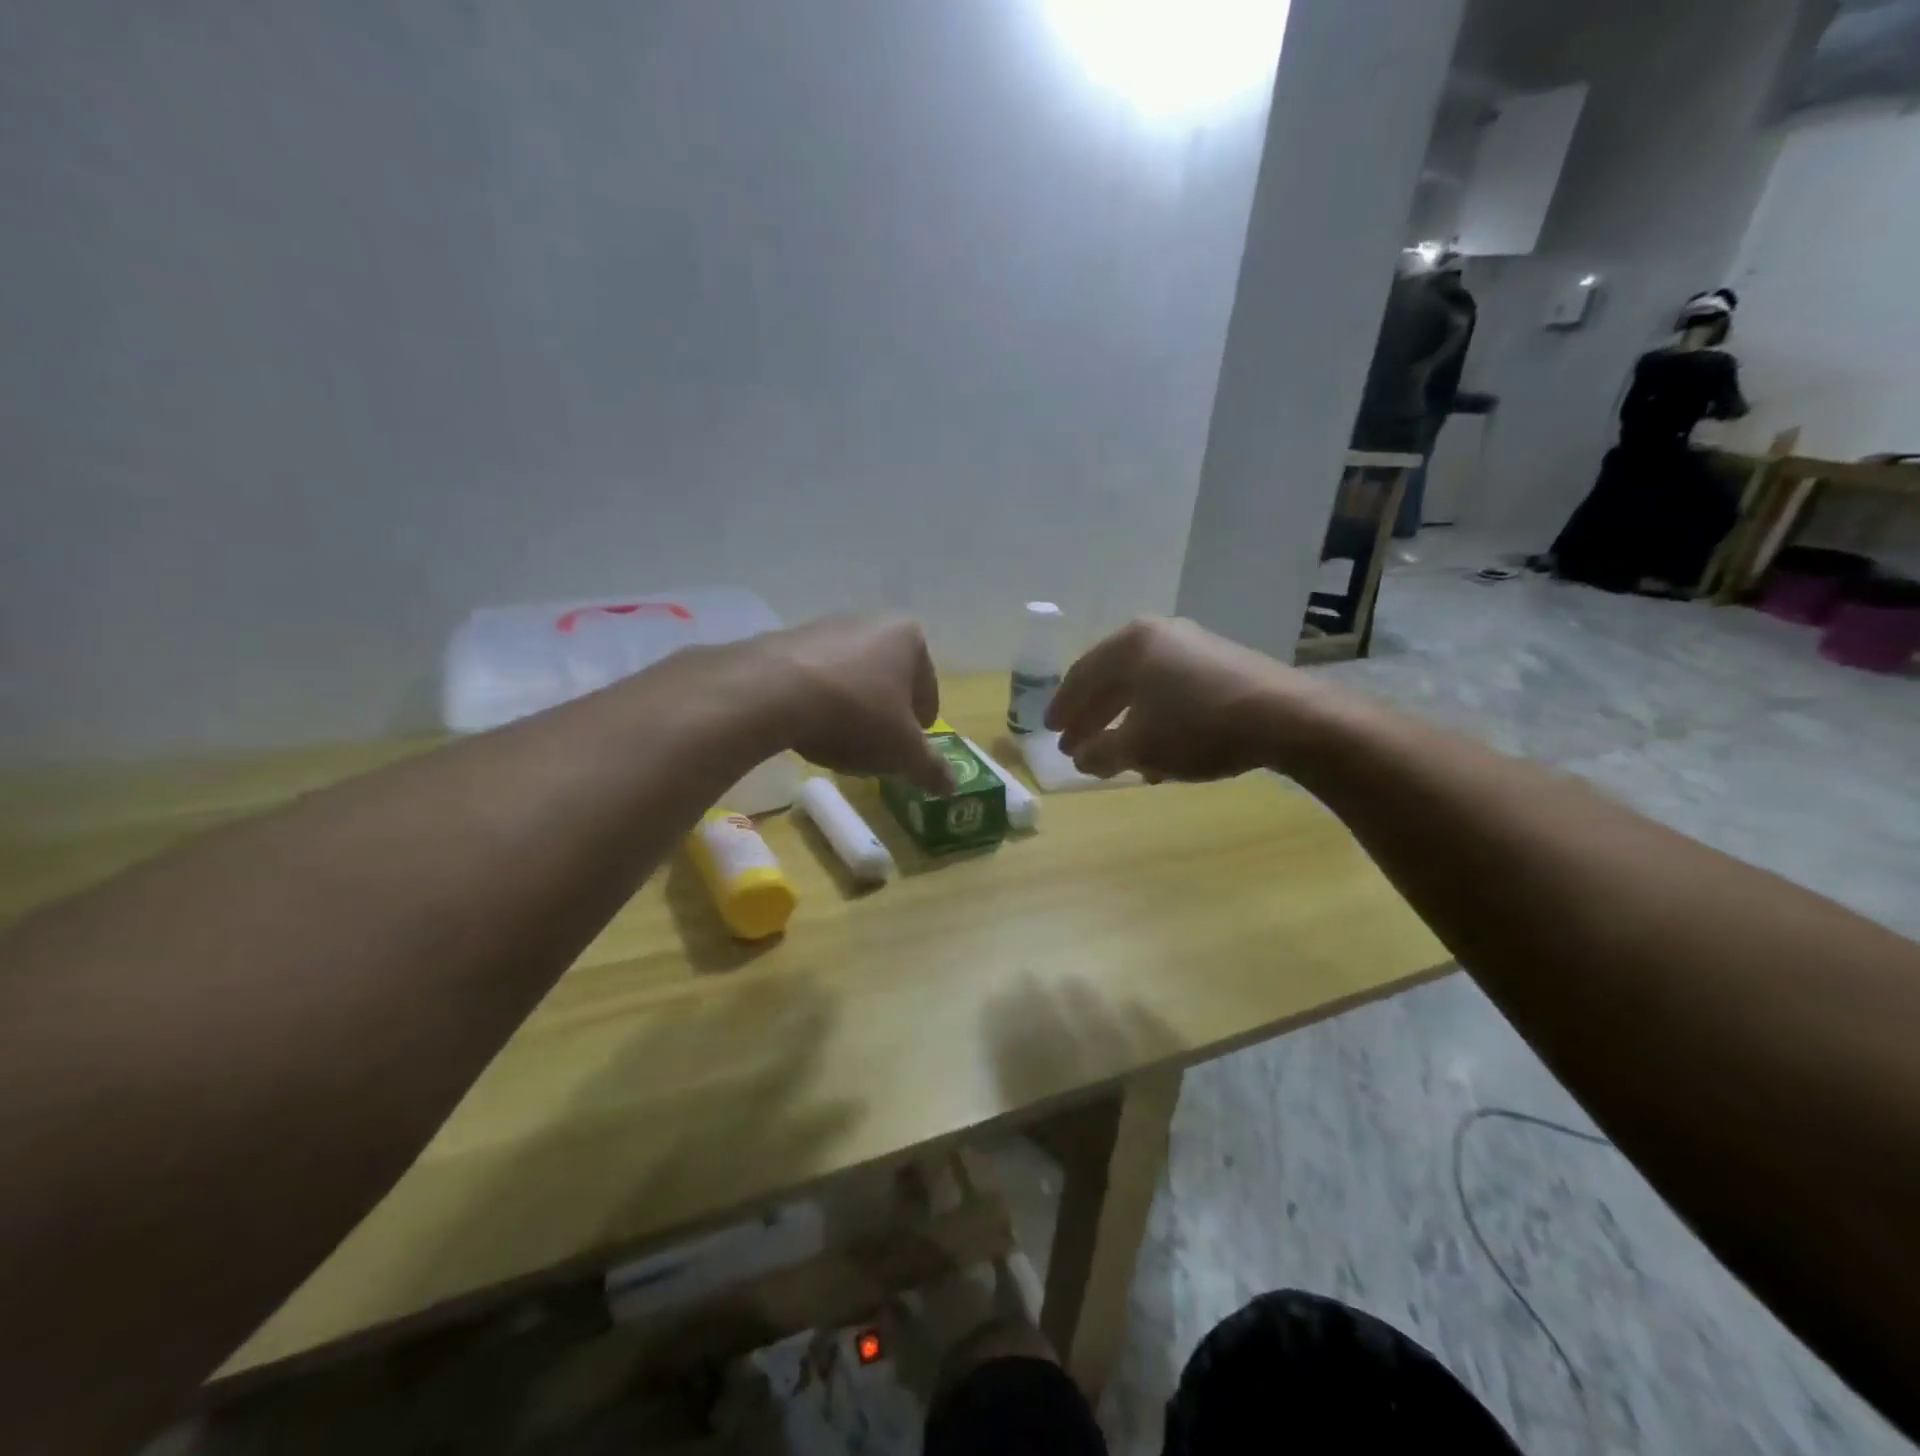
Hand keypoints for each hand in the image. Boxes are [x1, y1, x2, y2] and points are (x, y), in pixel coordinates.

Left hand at [753, 615, 952, 793]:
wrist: (771, 693)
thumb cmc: (856, 715)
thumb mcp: (903, 752)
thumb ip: (931, 768)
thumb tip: (952, 787)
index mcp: (908, 638)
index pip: (927, 686)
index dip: (923, 722)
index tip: (912, 745)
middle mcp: (869, 622)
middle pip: (888, 677)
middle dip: (886, 710)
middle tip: (878, 745)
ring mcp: (824, 628)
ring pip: (850, 676)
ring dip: (851, 704)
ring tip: (840, 740)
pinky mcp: (785, 641)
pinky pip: (813, 677)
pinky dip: (817, 700)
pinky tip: (807, 727)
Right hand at [1046, 616, 1323, 781]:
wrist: (1286, 718)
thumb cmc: (1197, 727)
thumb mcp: (1139, 747)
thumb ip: (1101, 752)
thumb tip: (1081, 757)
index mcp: (1131, 645)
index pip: (1082, 675)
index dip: (1064, 707)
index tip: (1051, 731)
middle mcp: (1160, 635)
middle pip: (1113, 680)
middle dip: (1093, 717)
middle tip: (1075, 744)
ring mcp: (1195, 646)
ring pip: (1145, 688)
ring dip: (1126, 723)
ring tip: (1116, 755)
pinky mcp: (1223, 664)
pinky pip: (1174, 691)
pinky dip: (1157, 719)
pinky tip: (1160, 752)